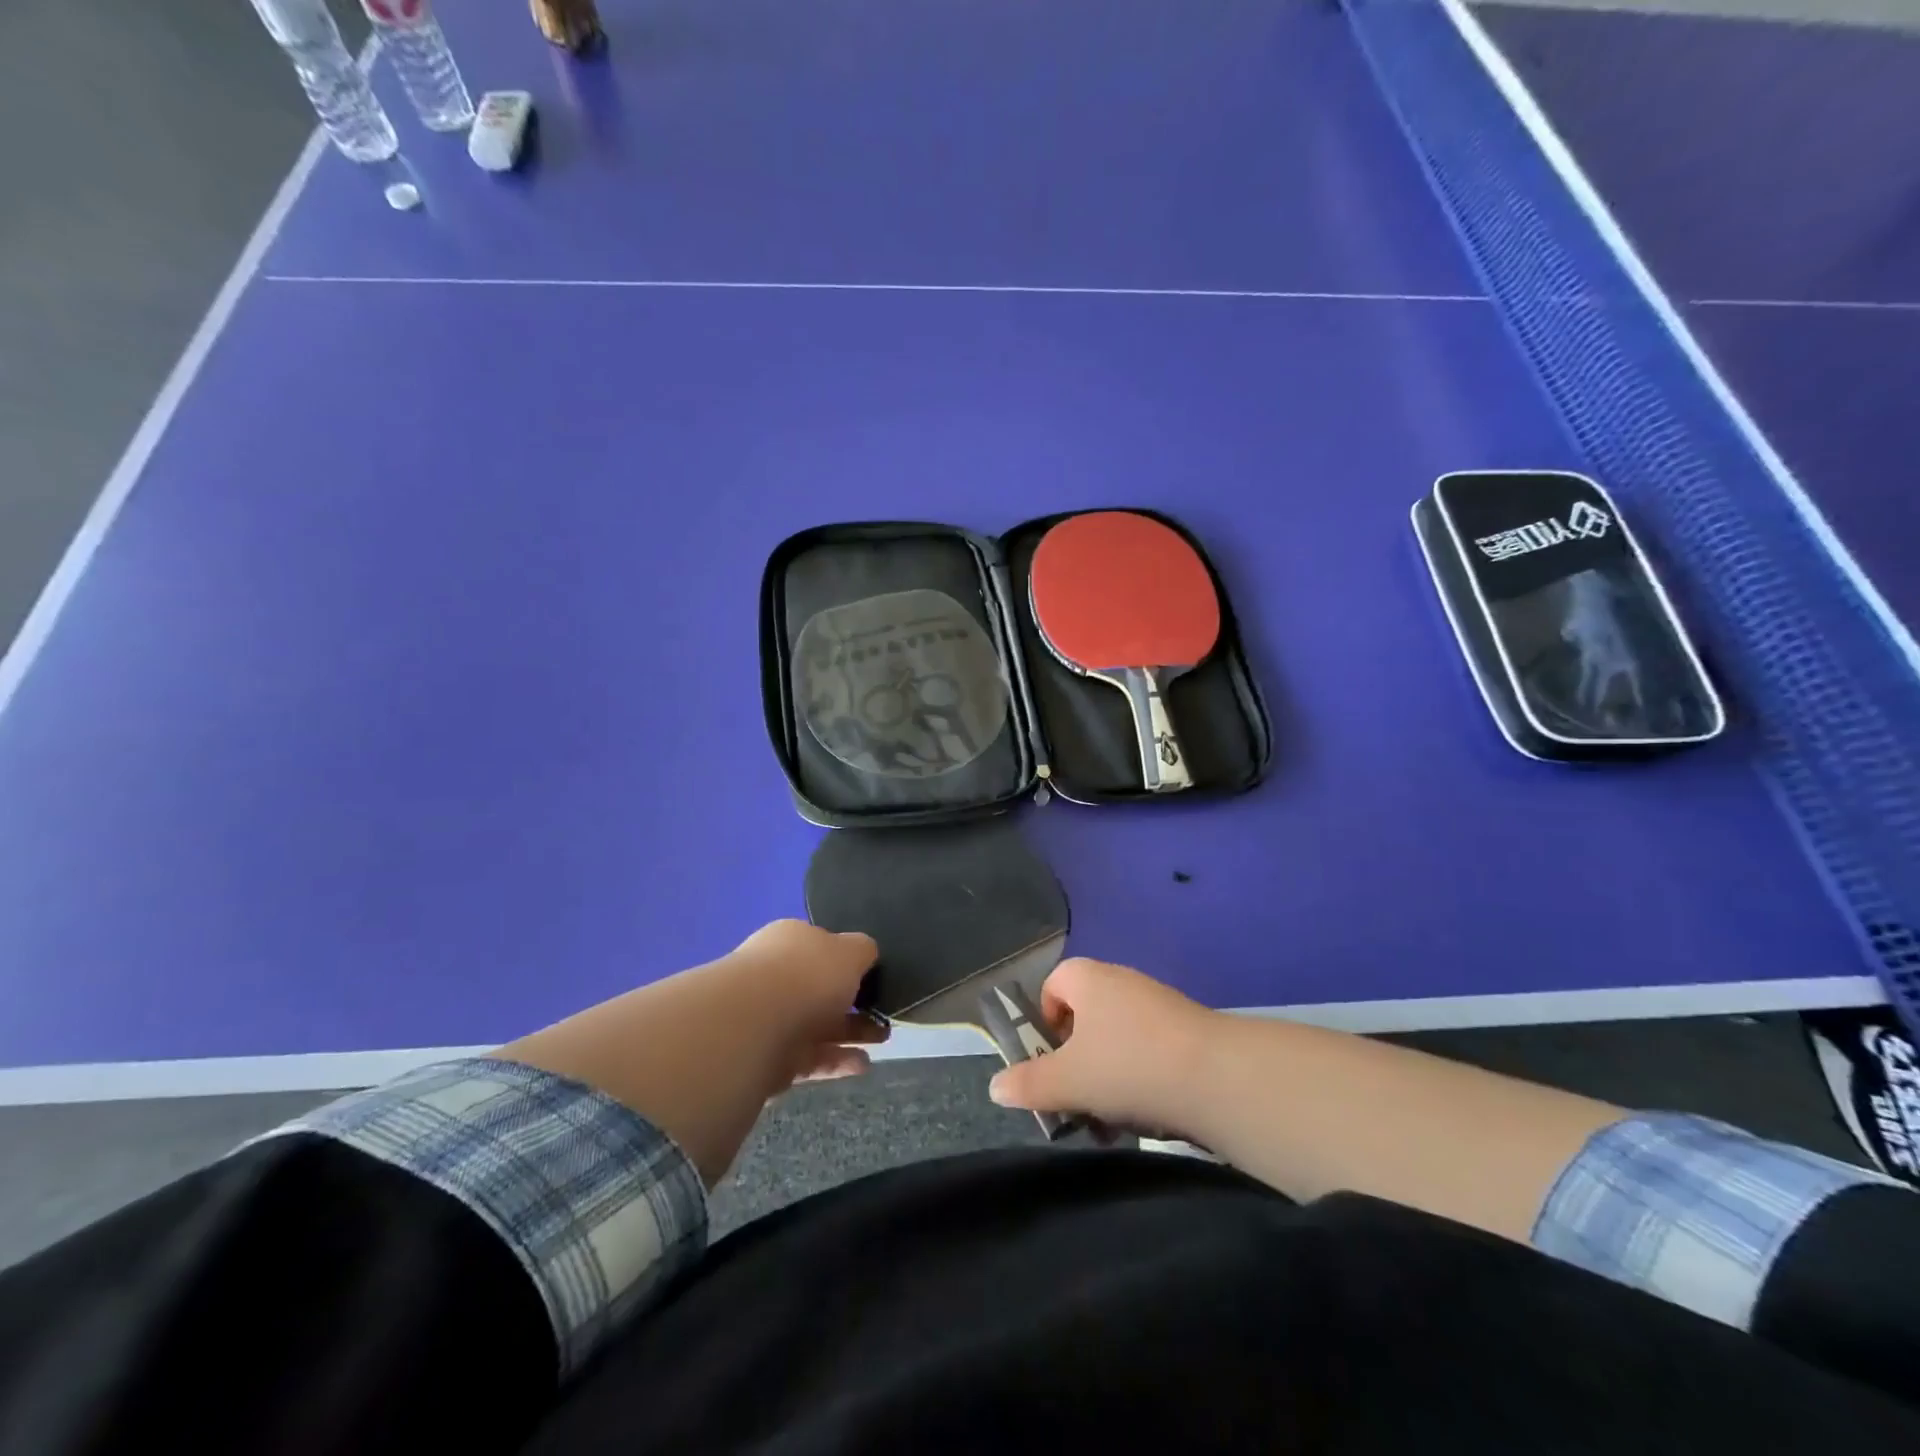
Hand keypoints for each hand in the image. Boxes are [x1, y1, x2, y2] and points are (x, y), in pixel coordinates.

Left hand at [497, 920, 885, 1186]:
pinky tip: (838, 1075)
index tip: (876, 1005)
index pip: (818, 962)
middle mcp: (754, 981)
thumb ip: (855, 952)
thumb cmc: (790, 983)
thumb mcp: (835, 955)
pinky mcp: (730, 1072)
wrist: (725, 1033)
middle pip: (804, 998)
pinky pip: (784, 1065)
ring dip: (832, 1043)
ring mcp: (740, 1028)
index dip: (850, 980)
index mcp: (778, 949)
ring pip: (796, 1033)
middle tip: (876, 1037)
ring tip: (865, 1061)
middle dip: (840, 1014)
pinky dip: (814, 1067)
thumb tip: (864, 952)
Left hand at [724, 920, 887, 1089]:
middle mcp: (777, 976)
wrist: (754, 1028)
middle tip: (884, 1011)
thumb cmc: (807, 975)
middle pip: (820, 989)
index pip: (821, 947)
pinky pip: (811, 1058)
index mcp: (791, 941)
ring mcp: (771, 1019)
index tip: (873, 975)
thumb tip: (866, 953)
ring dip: (851, 1032)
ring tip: (883, 1038)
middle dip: (854, 1000)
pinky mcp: (771, 1059)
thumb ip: (863, 951)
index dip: (847, 960)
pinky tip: (863, 1065)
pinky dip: (837, 1061)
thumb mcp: (851, 950)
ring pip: (818, 1025)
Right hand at [987, 958, 1217, 1137]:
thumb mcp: (1068, 1081)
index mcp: (1088, 978)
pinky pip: (1150, 1048)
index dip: (1044, 1022)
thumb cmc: (1128, 1067)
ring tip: (1115, 1115)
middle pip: (1085, 1014)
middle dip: (1077, 1057)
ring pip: (1117, 1036)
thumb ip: (1028, 1083)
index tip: (1052, 1061)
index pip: (1053, 985)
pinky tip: (1149, 1111)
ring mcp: (1158, 1001)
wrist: (1218, 1077)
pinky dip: (1142, 1075)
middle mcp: (1121, 979)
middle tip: (1079, 1095)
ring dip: (1109, 1073)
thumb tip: (994, 1086)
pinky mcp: (1188, 1027)